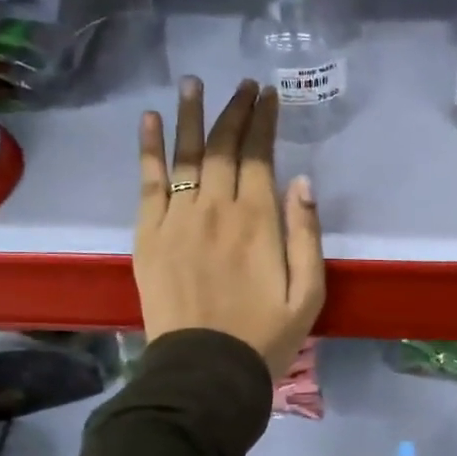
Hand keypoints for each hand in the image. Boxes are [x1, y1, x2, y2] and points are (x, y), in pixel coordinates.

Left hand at [135, 77, 324, 378]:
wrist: (205, 372)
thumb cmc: (264, 337)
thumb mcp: (308, 294)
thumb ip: (306, 235)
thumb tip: (302, 181)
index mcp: (258, 221)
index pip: (259, 156)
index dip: (264, 121)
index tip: (268, 95)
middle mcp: (216, 209)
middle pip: (222, 147)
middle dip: (234, 111)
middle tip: (241, 85)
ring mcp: (177, 220)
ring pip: (185, 155)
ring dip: (191, 115)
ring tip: (194, 83)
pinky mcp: (148, 235)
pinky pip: (148, 182)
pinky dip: (149, 149)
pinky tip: (151, 120)